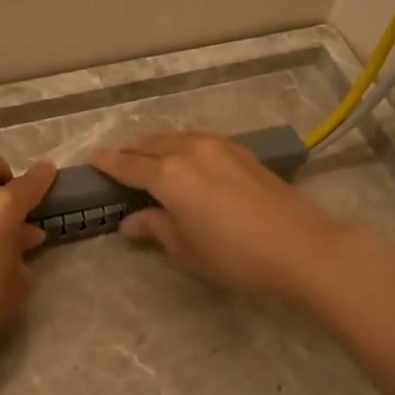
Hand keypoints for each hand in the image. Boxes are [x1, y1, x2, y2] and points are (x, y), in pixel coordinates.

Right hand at [90, 131, 346, 299]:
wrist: (300, 246)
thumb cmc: (235, 256)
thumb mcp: (186, 250)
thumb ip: (156, 229)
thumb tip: (130, 223)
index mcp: (169, 175)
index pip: (129, 165)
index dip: (109, 163)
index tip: (94, 160)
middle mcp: (189, 150)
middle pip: (150, 145)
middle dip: (131, 151)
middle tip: (118, 161)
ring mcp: (218, 146)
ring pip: (176, 138)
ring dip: (157, 146)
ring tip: (148, 158)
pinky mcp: (241, 151)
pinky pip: (198, 140)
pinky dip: (181, 146)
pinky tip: (185, 159)